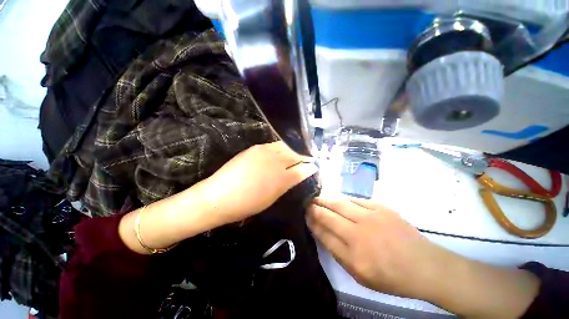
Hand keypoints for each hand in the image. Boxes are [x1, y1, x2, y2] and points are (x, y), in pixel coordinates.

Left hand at [200, 141, 317, 225]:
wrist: (219, 196)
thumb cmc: (247, 204)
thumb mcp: (271, 198)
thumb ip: (286, 185)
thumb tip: (297, 175)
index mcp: (282, 179)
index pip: (303, 169)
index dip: (310, 167)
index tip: (315, 165)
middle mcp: (277, 162)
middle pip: (296, 154)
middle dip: (305, 155)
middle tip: (310, 156)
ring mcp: (266, 152)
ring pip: (287, 146)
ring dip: (295, 149)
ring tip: (299, 151)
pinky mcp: (256, 148)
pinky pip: (274, 144)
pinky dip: (282, 146)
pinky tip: (284, 148)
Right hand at [307, 198, 540, 317]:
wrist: (425, 266)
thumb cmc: (391, 276)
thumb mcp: (360, 275)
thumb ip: (338, 252)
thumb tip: (321, 232)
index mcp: (353, 256)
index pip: (323, 234)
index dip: (312, 223)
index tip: (305, 216)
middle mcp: (358, 234)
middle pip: (328, 215)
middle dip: (314, 208)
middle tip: (306, 203)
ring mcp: (370, 218)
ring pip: (339, 203)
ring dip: (325, 200)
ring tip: (317, 198)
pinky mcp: (380, 208)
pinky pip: (355, 200)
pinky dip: (344, 199)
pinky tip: (338, 199)